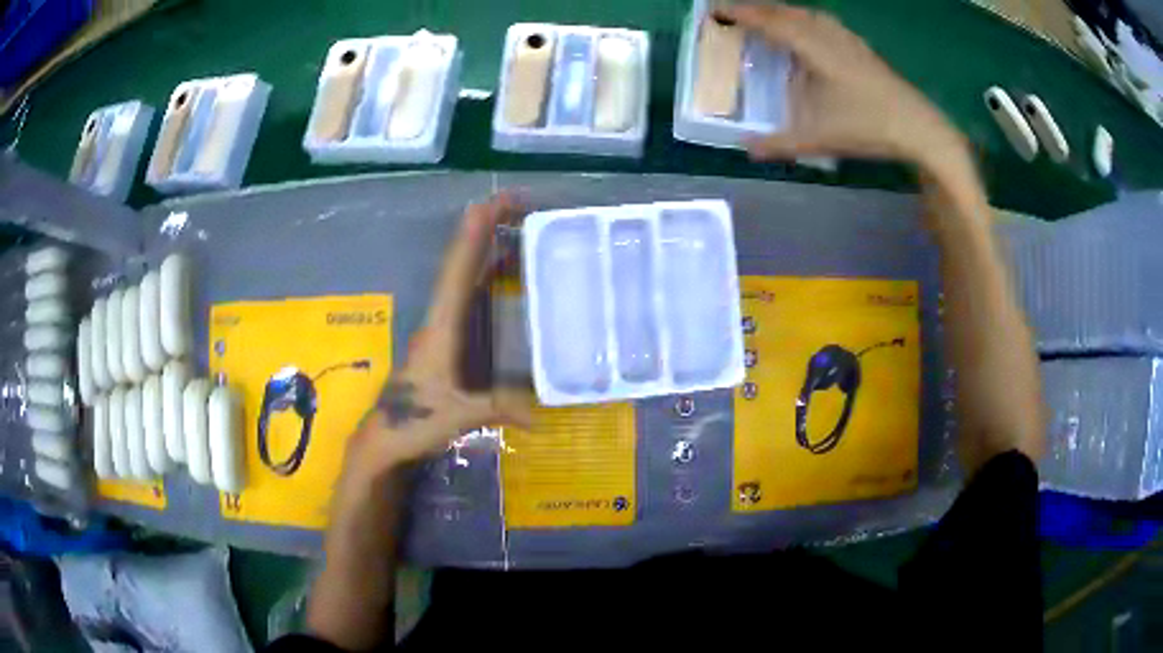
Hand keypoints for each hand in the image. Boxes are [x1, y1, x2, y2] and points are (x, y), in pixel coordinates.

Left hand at [342, 193, 531, 482]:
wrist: (383, 441)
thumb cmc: (411, 423)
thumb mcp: (456, 416)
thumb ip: (498, 410)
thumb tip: (543, 417)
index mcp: (440, 328)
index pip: (457, 271)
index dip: (473, 235)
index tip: (494, 202)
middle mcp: (440, 320)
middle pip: (461, 265)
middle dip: (485, 230)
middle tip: (517, 204)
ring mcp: (442, 330)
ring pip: (464, 279)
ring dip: (485, 249)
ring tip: (515, 226)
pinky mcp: (447, 343)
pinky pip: (468, 299)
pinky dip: (485, 278)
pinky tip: (503, 274)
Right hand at [718, 4, 966, 167]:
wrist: (919, 128)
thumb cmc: (868, 127)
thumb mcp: (819, 138)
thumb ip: (779, 144)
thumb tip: (746, 149)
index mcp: (815, 48)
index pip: (771, 22)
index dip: (741, 13)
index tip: (715, 9)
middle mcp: (829, 36)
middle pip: (788, 12)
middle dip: (759, 8)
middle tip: (735, 12)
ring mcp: (849, 40)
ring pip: (808, 14)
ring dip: (783, 11)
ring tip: (767, 16)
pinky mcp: (862, 49)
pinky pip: (824, 23)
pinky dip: (805, 20)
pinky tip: (809, 29)